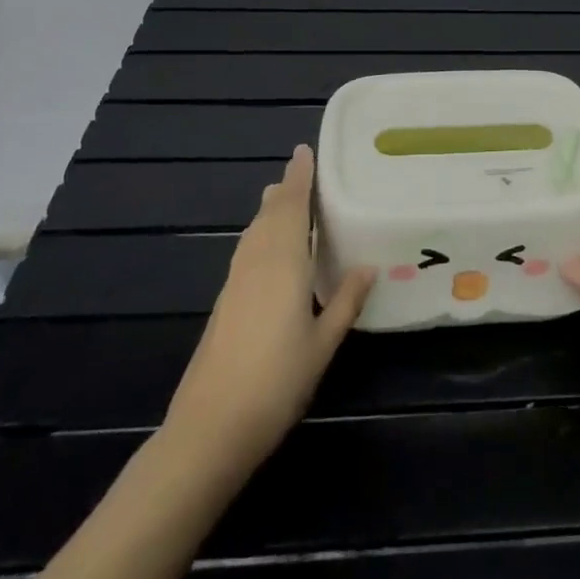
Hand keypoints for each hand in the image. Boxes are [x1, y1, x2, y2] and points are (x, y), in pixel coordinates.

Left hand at [164, 145, 374, 472]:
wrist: (210, 428)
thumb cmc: (276, 382)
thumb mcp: (322, 344)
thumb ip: (345, 301)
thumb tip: (369, 266)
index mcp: (283, 262)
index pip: (292, 206)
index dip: (299, 177)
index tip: (305, 150)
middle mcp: (257, 261)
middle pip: (270, 214)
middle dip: (285, 189)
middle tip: (300, 169)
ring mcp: (236, 282)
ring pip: (254, 231)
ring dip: (269, 209)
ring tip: (282, 197)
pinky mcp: (225, 302)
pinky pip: (246, 249)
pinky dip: (260, 233)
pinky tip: (266, 247)